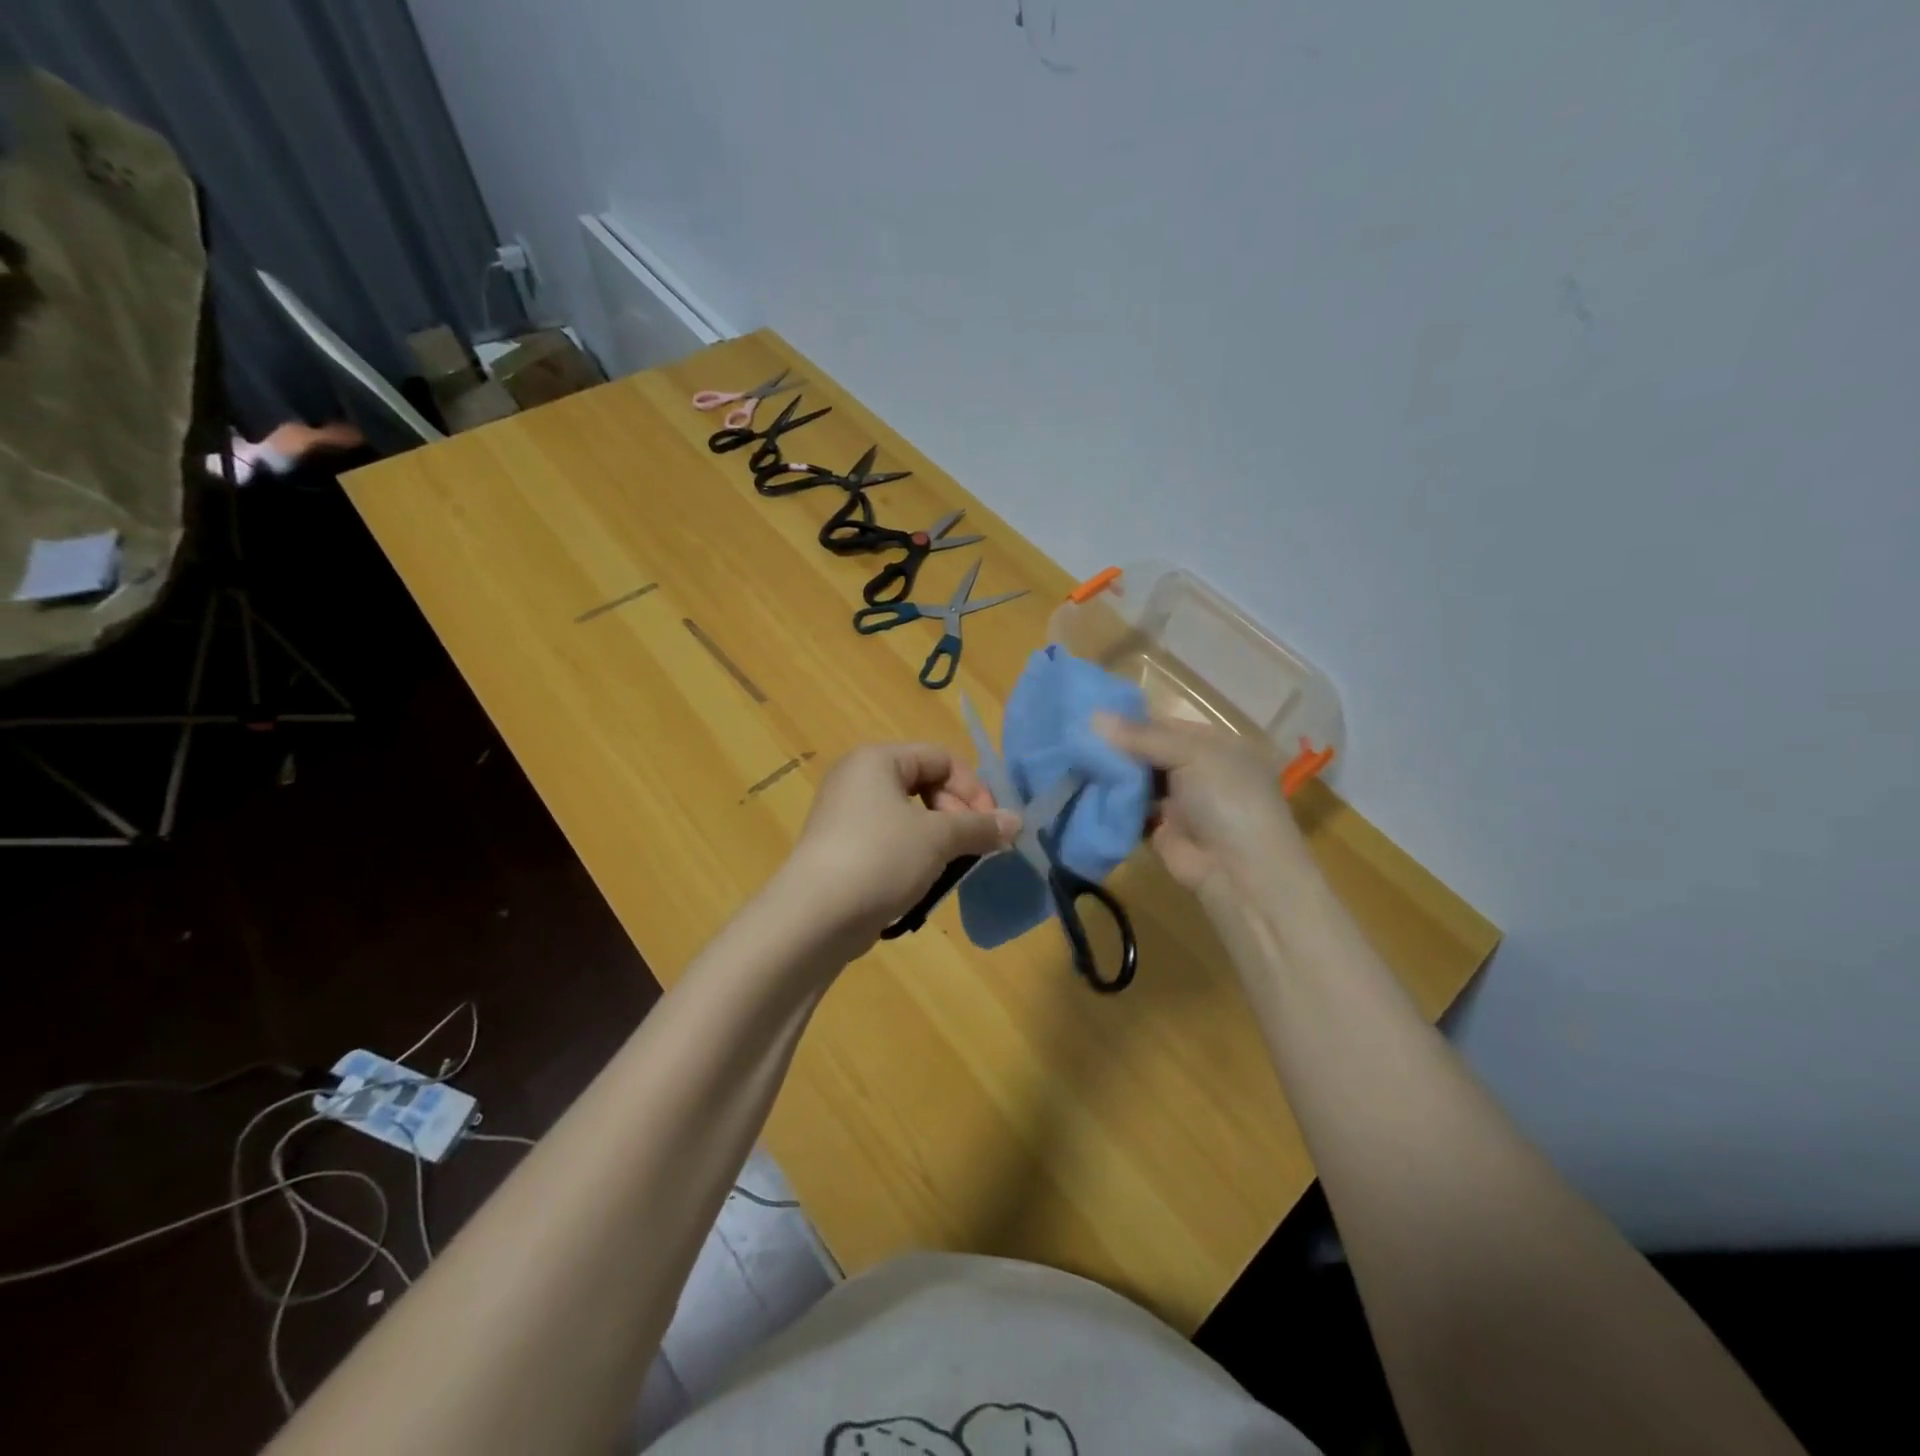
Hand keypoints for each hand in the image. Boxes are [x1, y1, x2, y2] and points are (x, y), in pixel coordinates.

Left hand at [779, 743, 1020, 945]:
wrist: (815, 917)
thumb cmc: (880, 858)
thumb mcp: (938, 838)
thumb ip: (979, 826)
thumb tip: (1016, 822)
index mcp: (877, 760)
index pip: (941, 758)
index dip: (973, 788)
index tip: (993, 825)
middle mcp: (858, 779)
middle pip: (926, 784)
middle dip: (958, 814)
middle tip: (976, 847)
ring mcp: (846, 815)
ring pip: (910, 816)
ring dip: (941, 837)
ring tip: (955, 865)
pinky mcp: (843, 849)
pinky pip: (891, 840)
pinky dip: (915, 854)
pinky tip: (926, 880)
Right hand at [1096, 715, 1313, 896]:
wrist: (1238, 871)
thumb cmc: (1226, 799)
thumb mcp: (1192, 755)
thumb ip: (1144, 737)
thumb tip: (1095, 716)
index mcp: (1217, 745)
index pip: (1167, 725)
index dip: (1132, 721)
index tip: (1092, 717)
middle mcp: (1200, 771)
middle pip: (1150, 753)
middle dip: (1117, 748)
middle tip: (1075, 739)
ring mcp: (1181, 802)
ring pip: (1139, 781)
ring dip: (1112, 775)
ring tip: (1073, 761)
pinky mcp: (1161, 830)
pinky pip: (1131, 810)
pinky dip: (1111, 802)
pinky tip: (1083, 790)